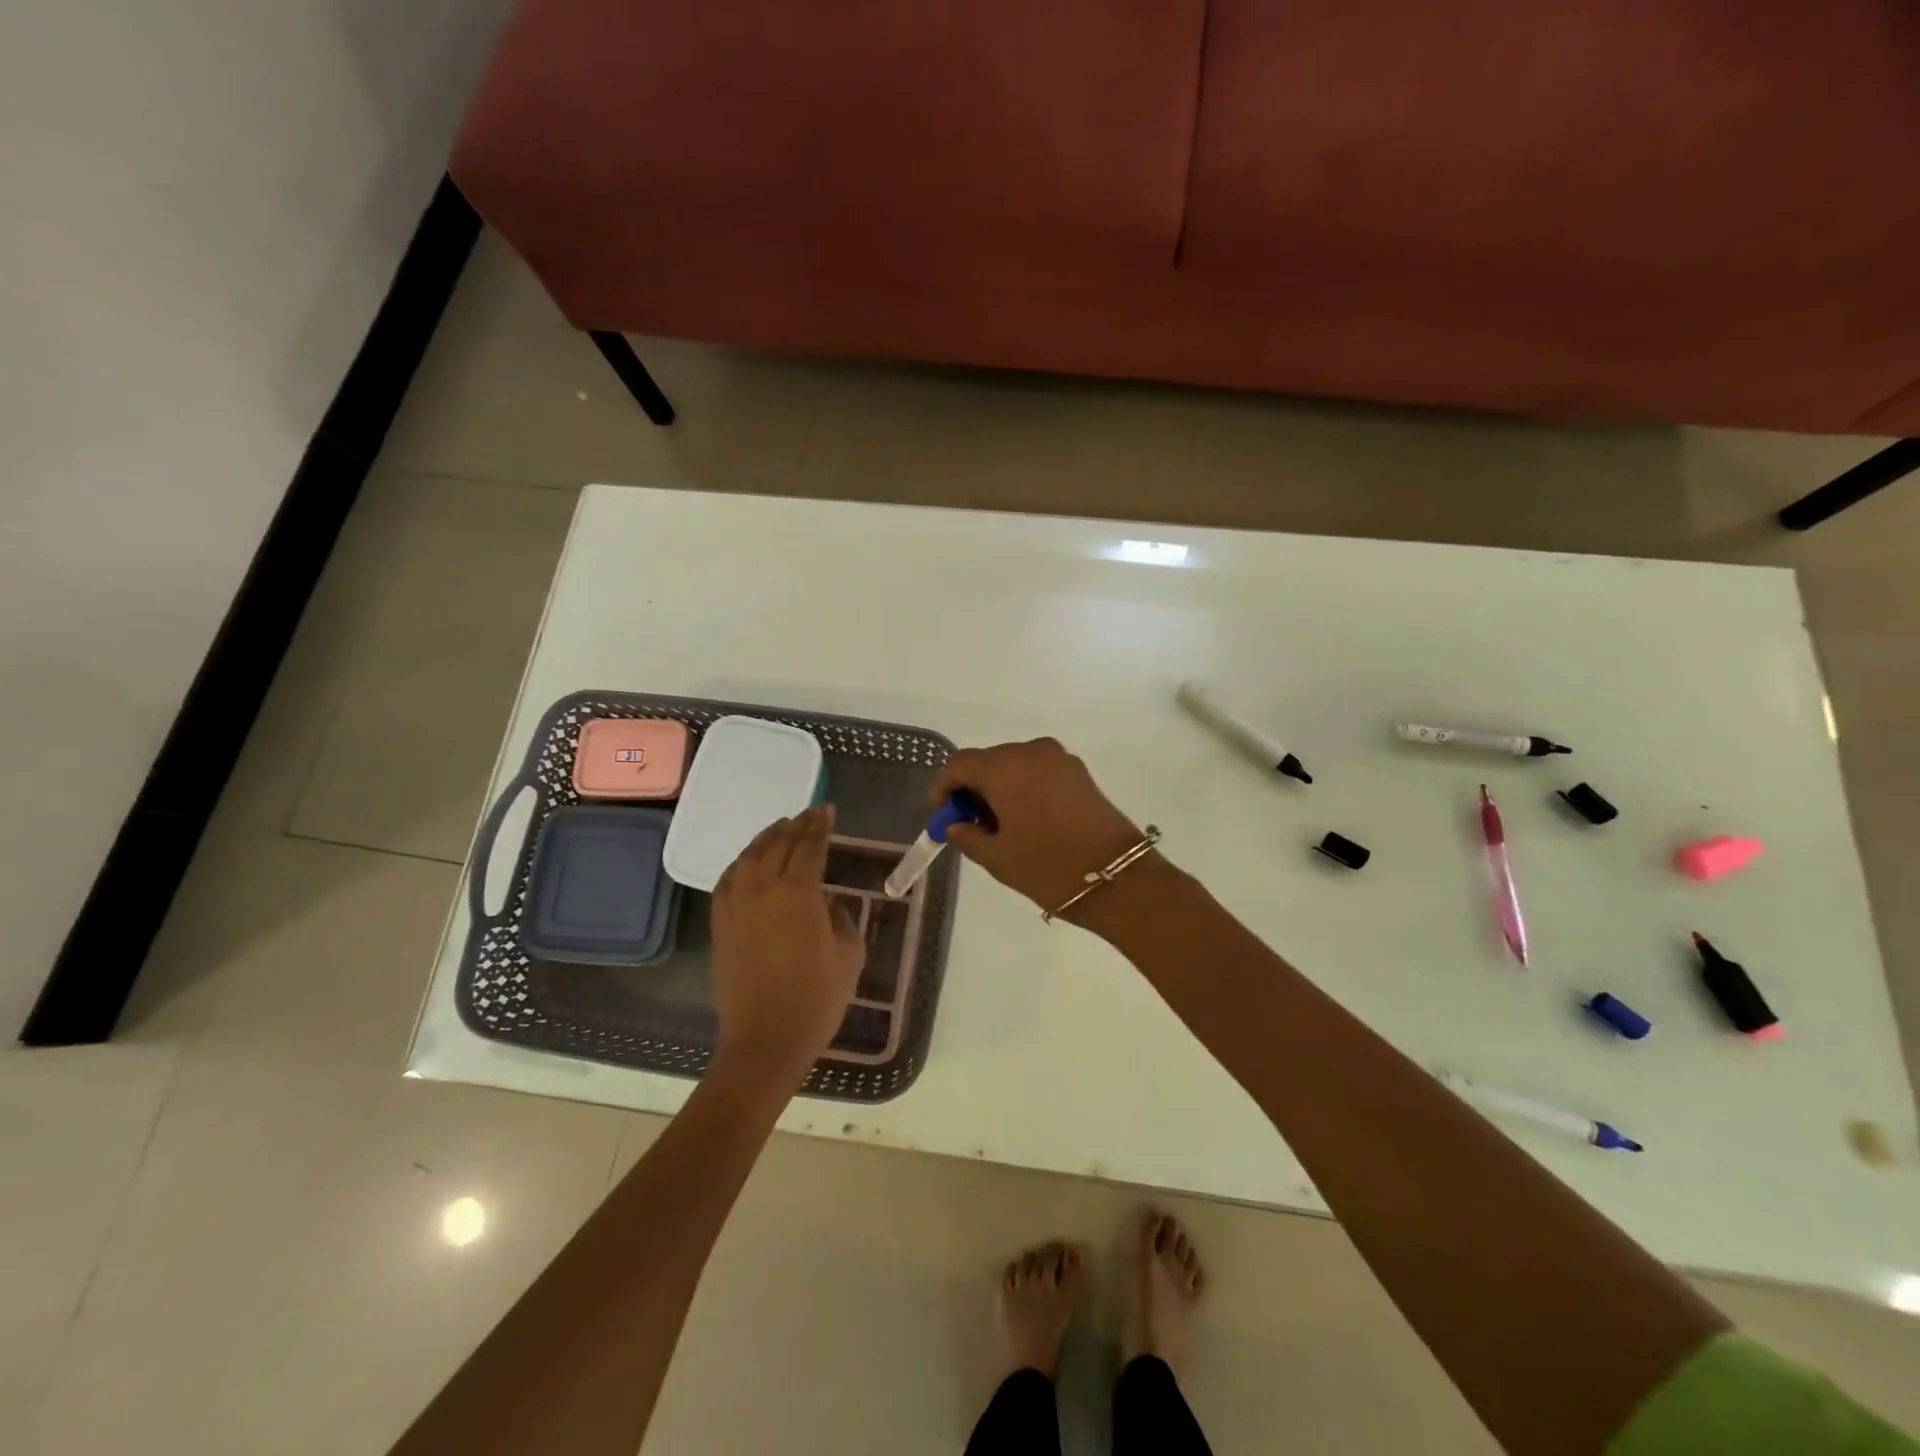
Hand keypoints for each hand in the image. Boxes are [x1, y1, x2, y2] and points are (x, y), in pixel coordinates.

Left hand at [710, 805, 864, 1087]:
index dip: (820, 825)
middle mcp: (762, 888)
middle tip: (809, 814)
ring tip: (780, 828)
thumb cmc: (817, 998)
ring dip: (767, 837)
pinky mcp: (720, 923)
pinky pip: (729, 879)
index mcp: (798, 891)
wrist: (765, 1040)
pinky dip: (742, 862)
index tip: (827, 809)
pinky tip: (750, 862)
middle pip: (778, 843)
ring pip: (749, 856)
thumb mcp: (848, 953)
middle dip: (796, 825)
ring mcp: (735, 904)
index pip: (810, 845)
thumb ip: (841, 917)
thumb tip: (828, 902)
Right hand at [931, 739, 1148, 920]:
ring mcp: (1059, 758)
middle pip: (988, 760)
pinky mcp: (1079, 771)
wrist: (1119, 878)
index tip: (941, 814)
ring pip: (1014, 764)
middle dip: (972, 787)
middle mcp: (1030, 751)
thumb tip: (955, 825)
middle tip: (967, 822)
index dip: (944, 787)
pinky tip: (1025, 817)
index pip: (960, 764)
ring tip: (998, 824)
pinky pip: (1038, 770)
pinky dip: (1023, 786)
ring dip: (999, 786)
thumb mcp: (998, 858)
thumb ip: (968, 836)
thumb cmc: (1049, 867)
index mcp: (1004, 767)